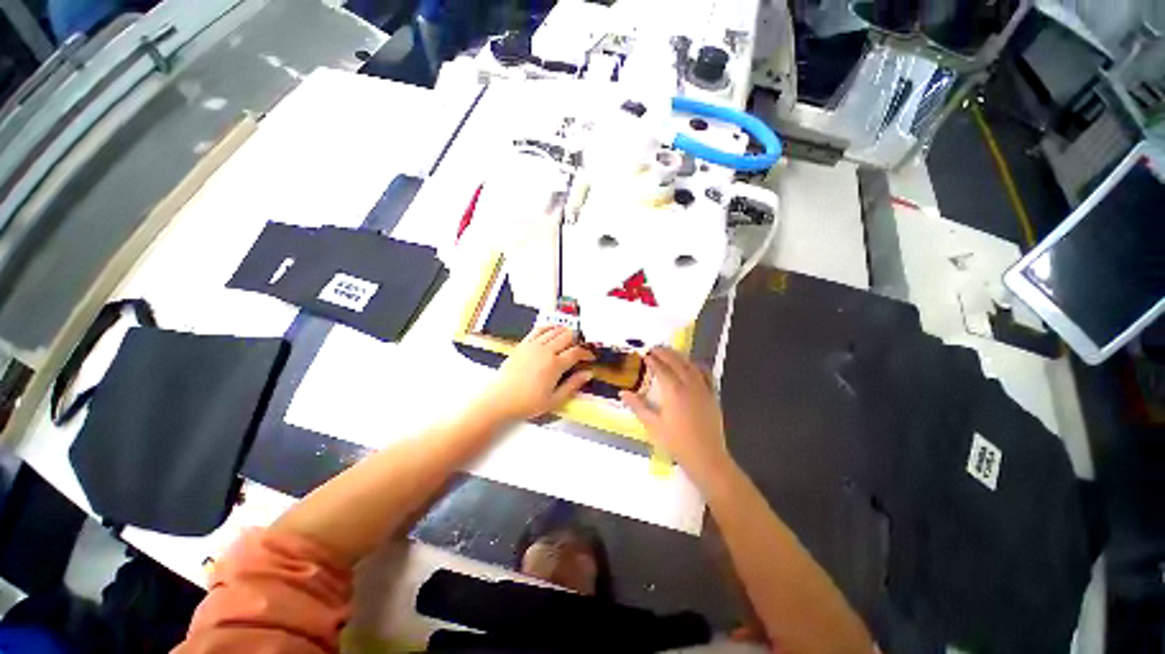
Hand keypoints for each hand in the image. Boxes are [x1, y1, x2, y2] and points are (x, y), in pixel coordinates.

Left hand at [478, 326, 594, 421]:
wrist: (500, 400)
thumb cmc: (527, 403)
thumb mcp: (554, 400)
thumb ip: (573, 385)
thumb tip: (588, 374)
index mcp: (555, 365)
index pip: (577, 352)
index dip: (587, 353)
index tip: (590, 357)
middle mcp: (545, 351)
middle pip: (567, 336)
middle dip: (577, 340)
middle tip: (580, 348)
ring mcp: (533, 345)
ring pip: (554, 330)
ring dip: (565, 332)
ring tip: (569, 339)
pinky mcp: (523, 344)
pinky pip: (539, 329)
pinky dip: (549, 328)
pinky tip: (552, 330)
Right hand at [620, 348, 732, 484]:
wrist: (706, 457)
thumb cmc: (676, 442)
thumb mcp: (653, 425)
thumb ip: (638, 407)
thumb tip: (623, 393)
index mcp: (673, 391)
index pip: (661, 369)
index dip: (652, 360)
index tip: (645, 354)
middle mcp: (689, 385)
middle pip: (676, 362)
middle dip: (665, 353)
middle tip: (655, 348)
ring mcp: (703, 389)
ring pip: (691, 365)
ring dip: (680, 356)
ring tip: (670, 353)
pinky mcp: (712, 396)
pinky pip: (706, 375)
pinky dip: (697, 366)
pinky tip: (693, 365)